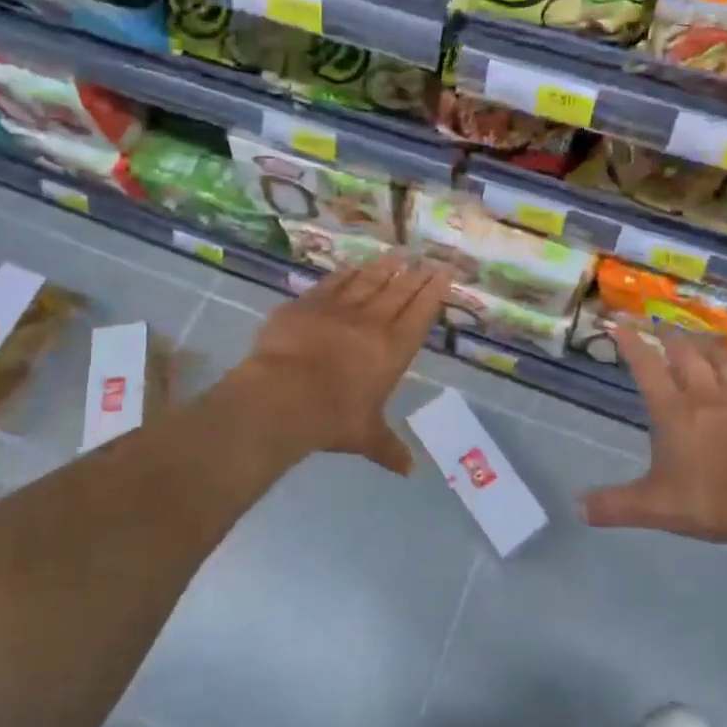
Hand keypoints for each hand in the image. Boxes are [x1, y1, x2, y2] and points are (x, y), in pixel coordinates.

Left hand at [244, 254, 452, 474]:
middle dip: (415, 275)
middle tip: (427, 259)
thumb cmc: (332, 419)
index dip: (433, 293)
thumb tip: (410, 471)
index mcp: (393, 351)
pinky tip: (354, 265)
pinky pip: (333, 282)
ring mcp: (338, 308)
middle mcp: (371, 323)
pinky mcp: (307, 303)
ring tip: (398, 255)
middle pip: (399, 292)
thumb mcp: (366, 437)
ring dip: (385, 267)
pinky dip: (346, 272)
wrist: (282, 396)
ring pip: (368, 281)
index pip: (419, 314)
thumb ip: (389, 449)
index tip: (444, 274)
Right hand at [583, 327, 726, 552]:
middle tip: (662, 326)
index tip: (619, 325)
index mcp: (676, 412)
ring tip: (707, 344)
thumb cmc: (711, 501)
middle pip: (689, 357)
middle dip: (672, 339)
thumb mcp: (653, 507)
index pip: (648, 368)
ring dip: (715, 353)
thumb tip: (576, 507)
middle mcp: (709, 400)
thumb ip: (614, 505)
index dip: (632, 344)